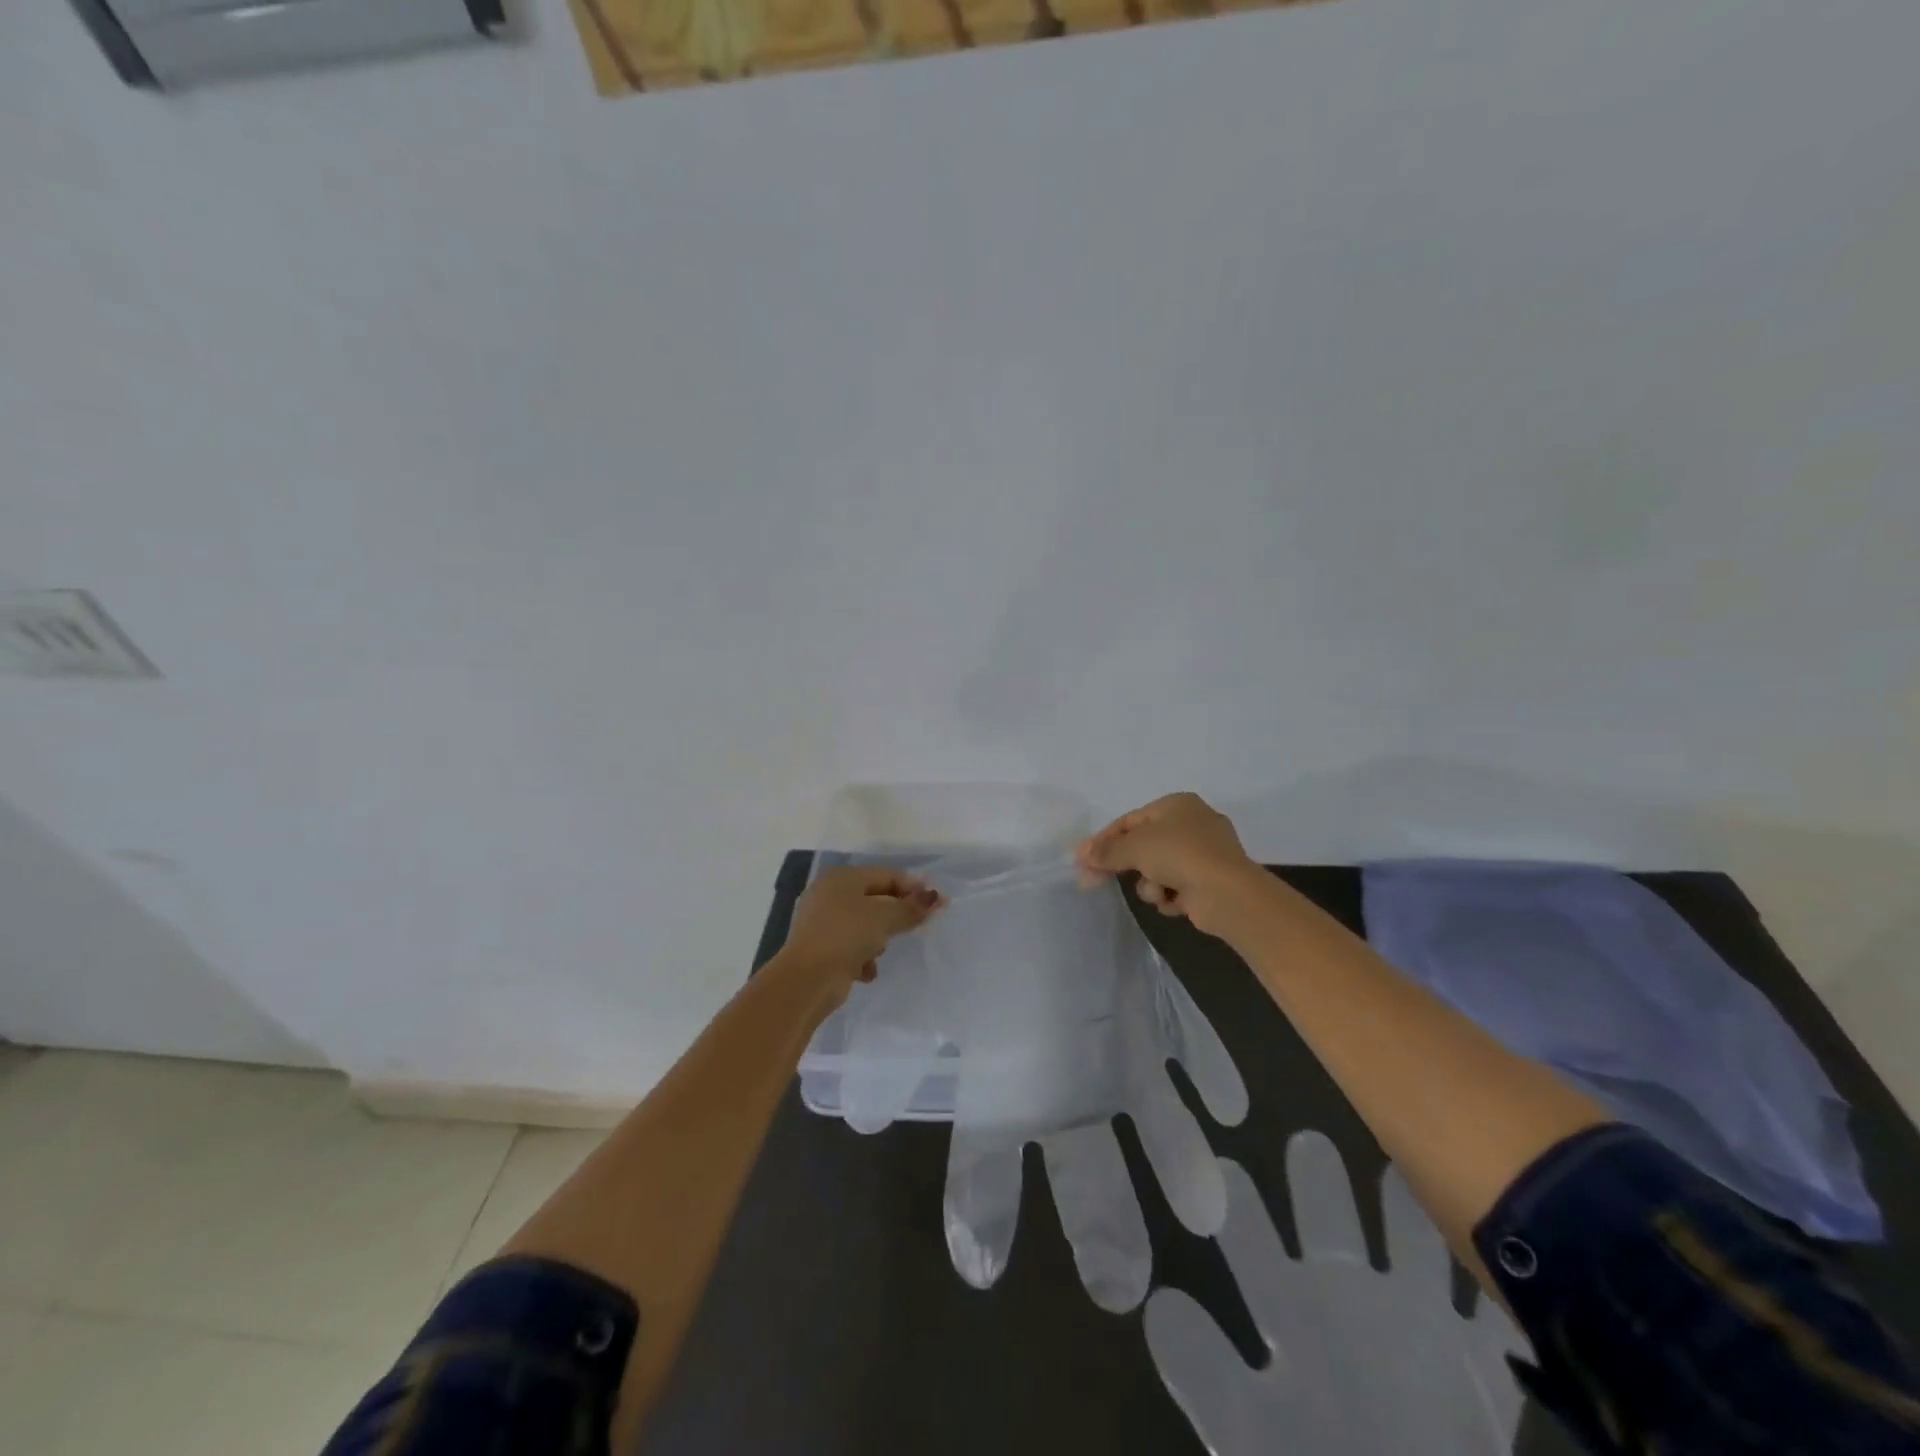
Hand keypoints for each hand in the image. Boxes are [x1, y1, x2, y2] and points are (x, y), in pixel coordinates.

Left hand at [780, 865, 942, 1004]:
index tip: (938, 903)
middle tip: (916, 928)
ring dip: (877, 939)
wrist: (807, 979)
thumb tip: (935, 897)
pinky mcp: (819, 948)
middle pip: (875, 900)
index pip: (886, 875)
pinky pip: (850, 947)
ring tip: (881, 951)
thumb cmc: (846, 936)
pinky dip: (861, 957)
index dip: (914, 888)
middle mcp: (829, 894)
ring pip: (863, 925)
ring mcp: (821, 922)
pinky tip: (865, 971)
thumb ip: (912, 907)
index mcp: (842, 877)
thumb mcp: (885, 918)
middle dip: (895, 916)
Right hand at [1076, 793, 1259, 935]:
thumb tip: (1082, 855)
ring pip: (1157, 869)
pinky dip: (1170, 896)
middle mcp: (1192, 824)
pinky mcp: (1209, 882)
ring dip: (1150, 884)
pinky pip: (1175, 887)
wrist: (1227, 893)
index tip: (1083, 859)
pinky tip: (1175, 901)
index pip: (1130, 820)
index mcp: (1177, 804)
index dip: (1104, 839)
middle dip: (1125, 865)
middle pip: (1143, 845)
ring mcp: (1204, 854)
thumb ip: (1106, 851)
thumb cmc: (1179, 855)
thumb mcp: (1134, 847)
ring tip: (1158, 891)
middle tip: (1095, 880)